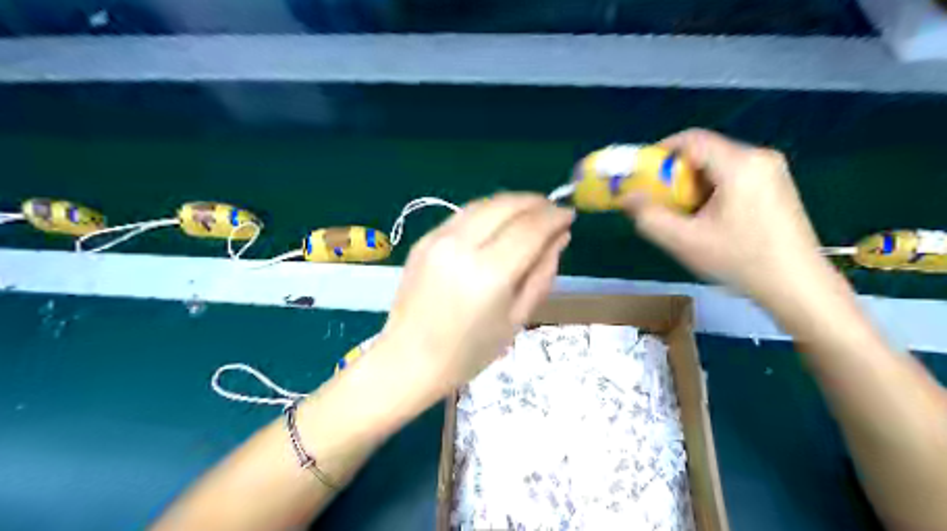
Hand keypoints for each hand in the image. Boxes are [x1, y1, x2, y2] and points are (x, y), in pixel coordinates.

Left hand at [378, 197, 567, 396]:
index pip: (530, 228)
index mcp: (489, 273)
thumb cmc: (469, 352)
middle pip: (506, 206)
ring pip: (484, 204)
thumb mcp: (517, 318)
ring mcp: (438, 239)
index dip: (554, 217)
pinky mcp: (424, 240)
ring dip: (512, 203)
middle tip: (553, 210)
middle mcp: (462, 246)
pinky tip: (499, 223)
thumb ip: (541, 274)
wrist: (409, 359)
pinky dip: (488, 212)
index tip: (569, 214)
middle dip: (535, 202)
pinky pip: (464, 215)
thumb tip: (560, 237)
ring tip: (531, 212)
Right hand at [628, 127, 826, 305]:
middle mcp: (758, 157)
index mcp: (739, 165)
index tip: (642, 175)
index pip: (690, 139)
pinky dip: (712, 190)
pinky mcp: (776, 185)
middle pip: (704, 153)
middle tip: (662, 202)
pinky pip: (733, 176)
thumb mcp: (684, 241)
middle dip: (675, 175)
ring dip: (693, 185)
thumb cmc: (740, 261)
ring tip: (686, 216)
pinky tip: (711, 219)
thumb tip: (626, 196)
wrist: (797, 285)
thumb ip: (649, 216)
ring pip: (717, 166)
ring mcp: (772, 170)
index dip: (660, 152)